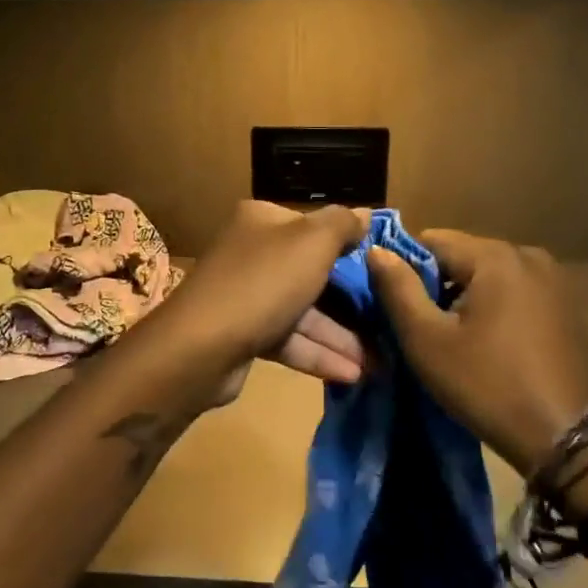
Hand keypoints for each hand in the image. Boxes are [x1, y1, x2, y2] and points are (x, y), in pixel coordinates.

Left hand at [146, 202, 368, 403]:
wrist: (200, 347)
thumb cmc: (263, 282)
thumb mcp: (312, 242)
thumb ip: (343, 224)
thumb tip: (365, 213)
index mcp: (262, 220)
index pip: (313, 226)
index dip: (347, 245)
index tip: (381, 269)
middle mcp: (252, 252)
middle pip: (310, 271)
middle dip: (350, 300)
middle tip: (387, 320)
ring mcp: (246, 294)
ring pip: (303, 310)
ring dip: (340, 336)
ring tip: (379, 362)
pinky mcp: (244, 333)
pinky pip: (289, 339)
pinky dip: (318, 354)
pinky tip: (352, 374)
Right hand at [366, 230, 587, 476]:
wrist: (572, 441)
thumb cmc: (490, 387)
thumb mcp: (428, 341)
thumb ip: (397, 289)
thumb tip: (376, 250)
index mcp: (494, 256)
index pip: (429, 240)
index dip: (404, 269)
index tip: (394, 306)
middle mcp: (527, 255)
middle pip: (460, 256)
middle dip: (434, 284)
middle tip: (420, 329)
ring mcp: (553, 280)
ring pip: (486, 276)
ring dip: (462, 298)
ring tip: (451, 340)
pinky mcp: (565, 306)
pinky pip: (512, 293)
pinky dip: (492, 309)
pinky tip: (487, 345)